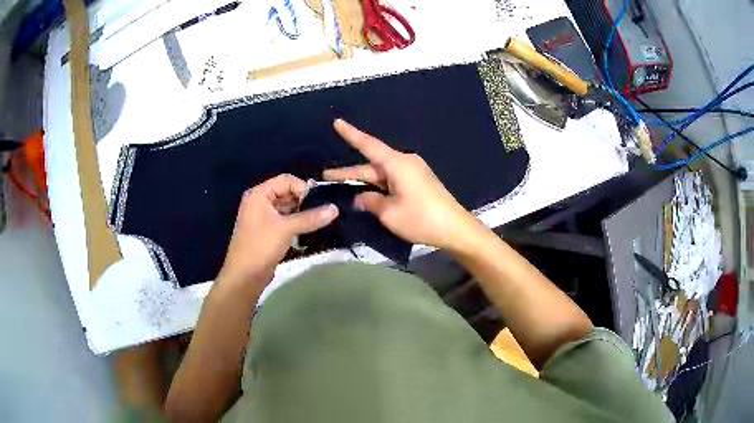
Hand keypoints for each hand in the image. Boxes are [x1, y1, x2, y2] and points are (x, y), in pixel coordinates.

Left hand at [217, 174, 338, 291]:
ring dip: (302, 213)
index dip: (303, 188)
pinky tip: (309, 229)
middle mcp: (260, 202)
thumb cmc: (261, 246)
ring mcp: (263, 217)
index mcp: (259, 194)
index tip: (320, 202)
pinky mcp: (267, 231)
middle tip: (322, 212)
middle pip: (287, 193)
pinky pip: (285, 221)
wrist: (245, 276)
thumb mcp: (286, 229)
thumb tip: (335, 208)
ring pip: (287, 208)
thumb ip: (310, 217)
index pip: (286, 180)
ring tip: (319, 220)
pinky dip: (296, 223)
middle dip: (304, 201)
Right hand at [324, 119, 483, 251]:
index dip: (351, 134)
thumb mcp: (389, 213)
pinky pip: (392, 180)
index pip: (368, 145)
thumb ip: (370, 201)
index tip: (337, 122)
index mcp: (397, 164)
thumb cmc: (421, 219)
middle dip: (350, 173)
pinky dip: (379, 187)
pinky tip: (368, 195)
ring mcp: (413, 172)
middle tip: (327, 177)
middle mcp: (405, 162)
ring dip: (364, 182)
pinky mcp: (418, 182)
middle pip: (372, 165)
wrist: (455, 228)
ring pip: (382, 174)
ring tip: (343, 188)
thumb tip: (360, 197)